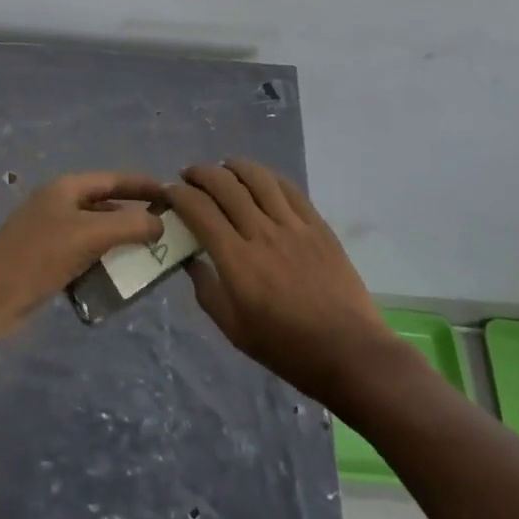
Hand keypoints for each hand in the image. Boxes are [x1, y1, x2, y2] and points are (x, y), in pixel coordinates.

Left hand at [0, 172, 165, 339]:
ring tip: (149, 255)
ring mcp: (51, 232)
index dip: (143, 185)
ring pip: (96, 231)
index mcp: (67, 188)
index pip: (114, 178)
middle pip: (106, 204)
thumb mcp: (90, 234)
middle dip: (135, 215)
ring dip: (121, 241)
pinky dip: (103, 261)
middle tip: (166, 229)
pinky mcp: (46, 260)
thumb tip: (160, 224)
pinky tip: (119, 276)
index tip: (172, 194)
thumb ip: (130, 225)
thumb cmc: (40, 255)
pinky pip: (84, 254)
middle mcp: (59, 204)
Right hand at [166, 160, 394, 407]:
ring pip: (258, 178)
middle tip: (189, 176)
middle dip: (200, 174)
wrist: (349, 351)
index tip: (169, 193)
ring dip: (233, 166)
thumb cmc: (286, 347)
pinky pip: (289, 189)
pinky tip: (258, 178)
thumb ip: (207, 290)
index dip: (179, 195)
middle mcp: (262, 234)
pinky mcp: (318, 225)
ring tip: (222, 168)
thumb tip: (190, 260)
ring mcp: (293, 226)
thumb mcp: (234, 328)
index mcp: (237, 261)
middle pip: (225, 186)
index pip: (200, 211)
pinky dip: (268, 176)